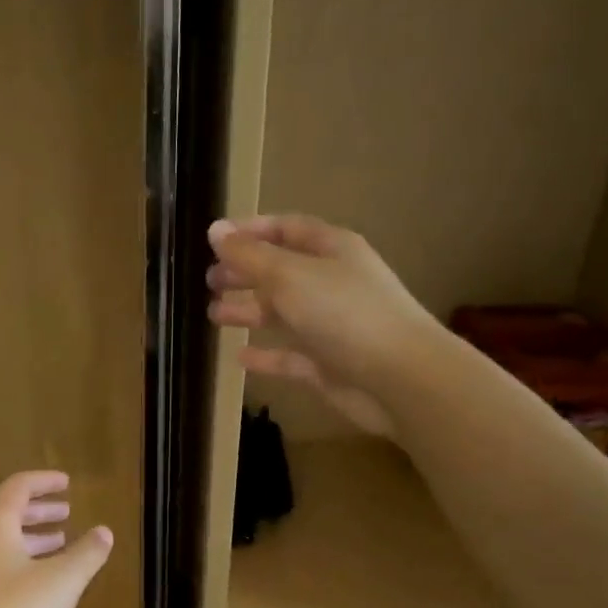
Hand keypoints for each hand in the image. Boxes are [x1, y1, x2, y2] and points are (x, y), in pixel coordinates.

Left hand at [0, 471, 112, 607]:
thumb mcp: (61, 583)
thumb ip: (86, 554)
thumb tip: (104, 531)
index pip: (19, 487)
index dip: (45, 482)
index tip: (68, 483)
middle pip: (7, 512)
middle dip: (40, 511)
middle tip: (67, 513)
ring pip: (0, 540)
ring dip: (31, 538)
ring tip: (61, 544)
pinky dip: (19, 560)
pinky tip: (39, 582)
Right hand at [205, 214, 437, 434]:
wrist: (399, 378)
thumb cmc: (344, 313)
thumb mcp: (290, 276)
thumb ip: (249, 255)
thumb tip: (214, 230)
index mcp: (331, 250)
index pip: (287, 229)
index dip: (251, 231)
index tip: (214, 240)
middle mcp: (331, 283)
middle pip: (281, 271)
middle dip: (245, 273)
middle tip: (209, 280)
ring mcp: (330, 326)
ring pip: (282, 313)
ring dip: (248, 311)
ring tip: (213, 314)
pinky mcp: (326, 364)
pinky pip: (288, 356)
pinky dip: (264, 355)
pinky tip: (239, 358)